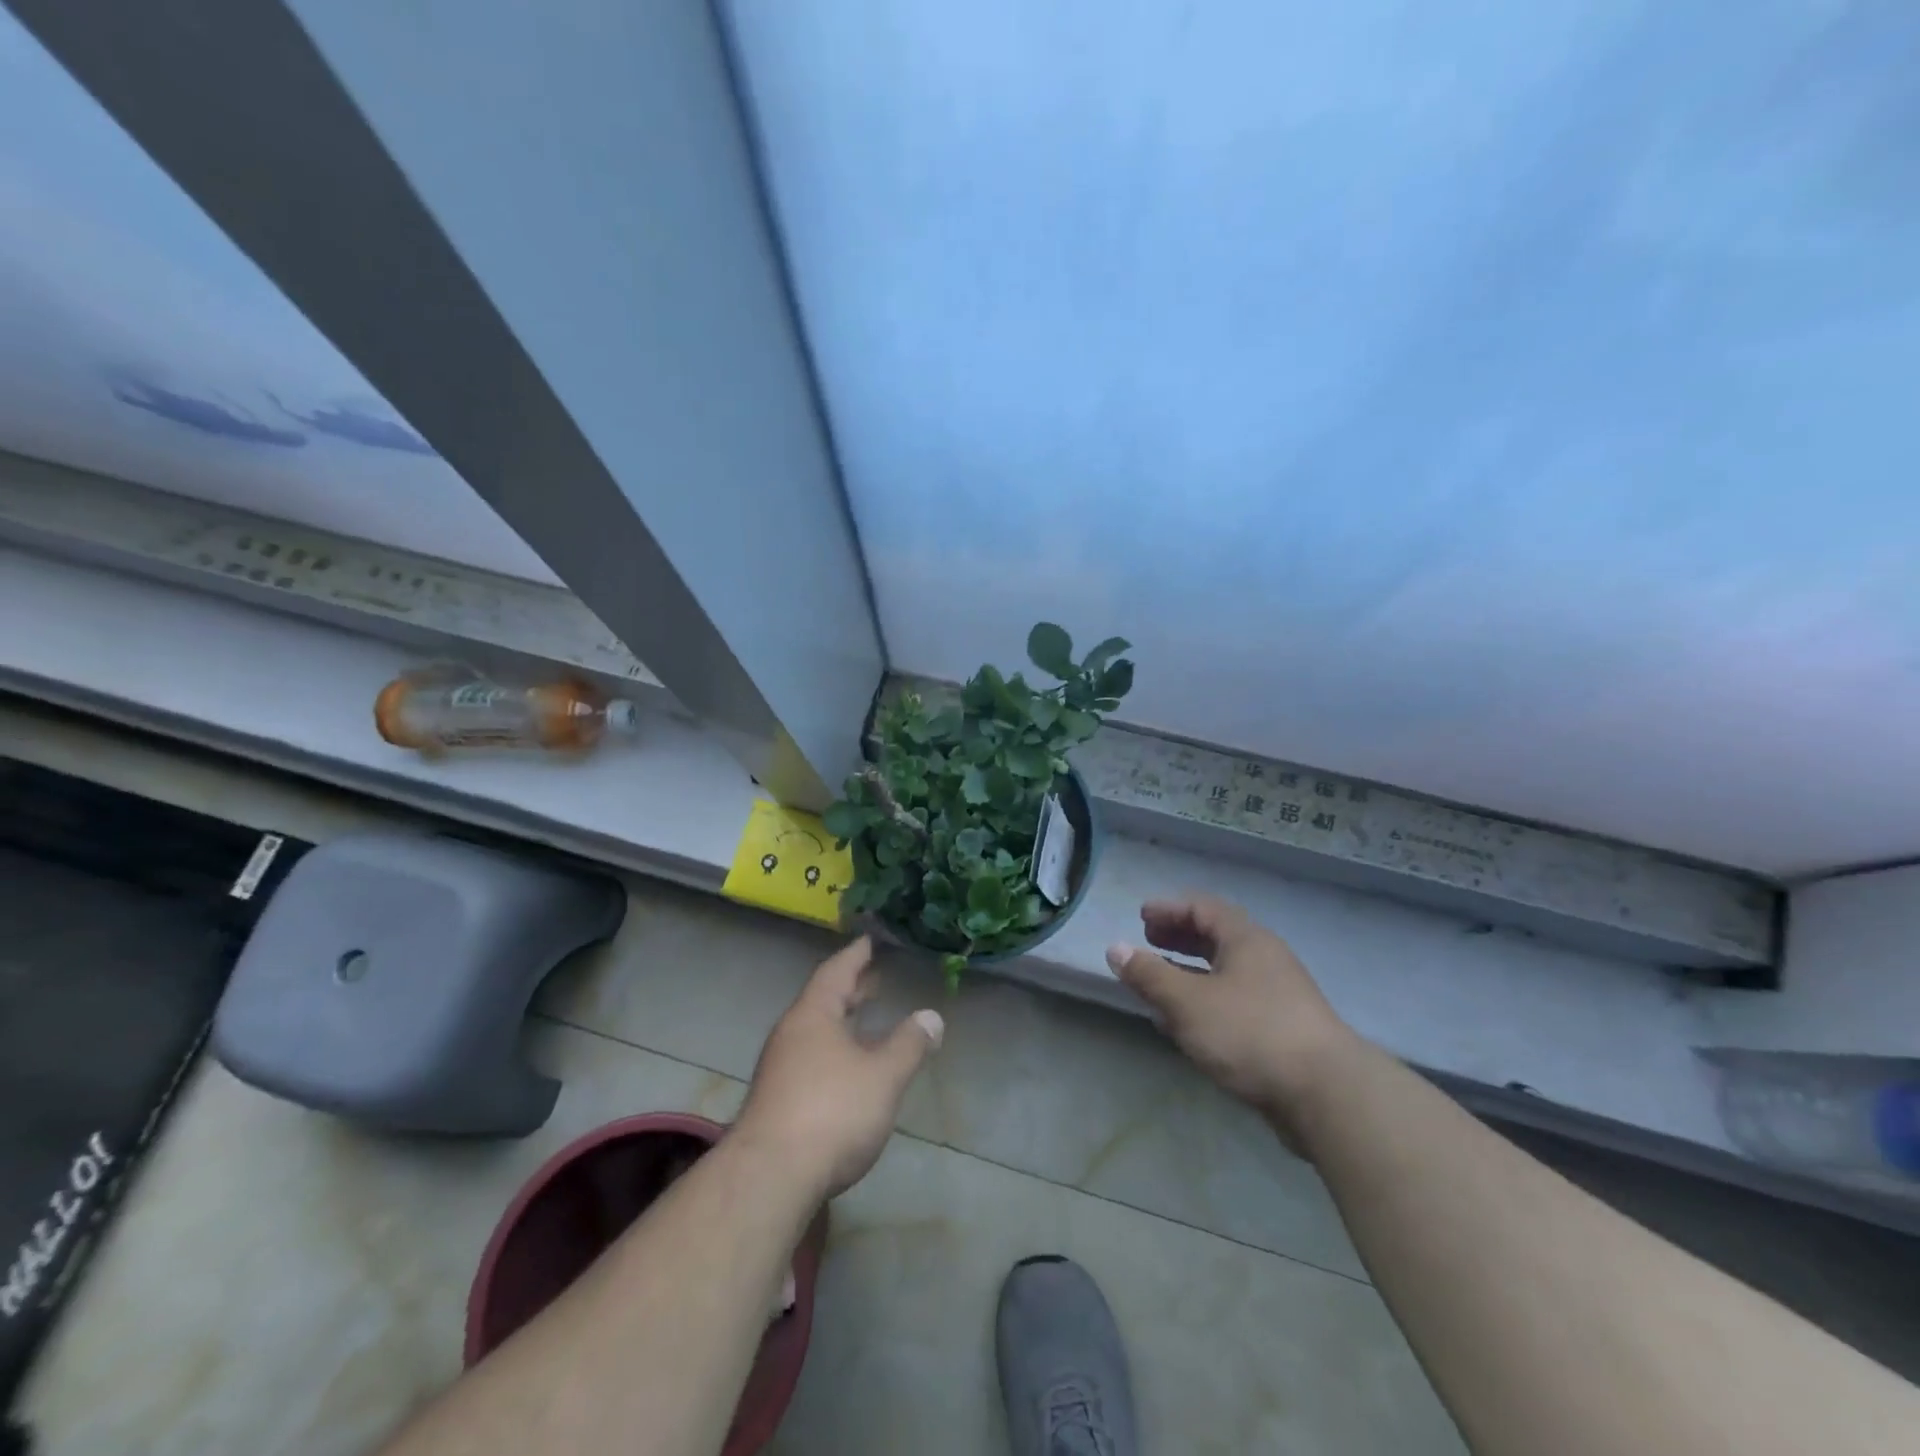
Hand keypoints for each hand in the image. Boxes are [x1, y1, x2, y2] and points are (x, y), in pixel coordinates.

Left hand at [732, 936, 943, 1202]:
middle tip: (875, 977)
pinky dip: (834, 1049)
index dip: (856, 955)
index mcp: (813, 1015)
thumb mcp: (883, 1076)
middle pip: (823, 1000)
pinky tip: (849, 1069)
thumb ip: (909, 1045)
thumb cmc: (831, 1112)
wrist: (769, 1179)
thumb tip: (932, 1017)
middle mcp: (791, 1034)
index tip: (869, 940)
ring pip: (816, 1032)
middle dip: (851, 989)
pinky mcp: (776, 1101)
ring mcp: (779, 1068)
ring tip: (867, 1018)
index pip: (836, 972)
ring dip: (842, 1021)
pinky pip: (810, 1057)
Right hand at [1107, 896, 1360, 1148]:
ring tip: (1161, 983)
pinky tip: (1191, 1023)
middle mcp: (1265, 959)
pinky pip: (1236, 999)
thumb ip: (1149, 975)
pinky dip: (1207, 999)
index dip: (1169, 909)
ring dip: (1191, 971)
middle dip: (1180, 937)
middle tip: (1150, 941)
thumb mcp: (1188, 1002)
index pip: (1203, 908)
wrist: (1327, 1094)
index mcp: (1246, 940)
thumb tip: (1115, 948)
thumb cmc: (1250, 1033)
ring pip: (1227, 971)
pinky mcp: (1283, 1029)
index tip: (1141, 917)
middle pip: (1217, 936)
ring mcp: (1279, 995)